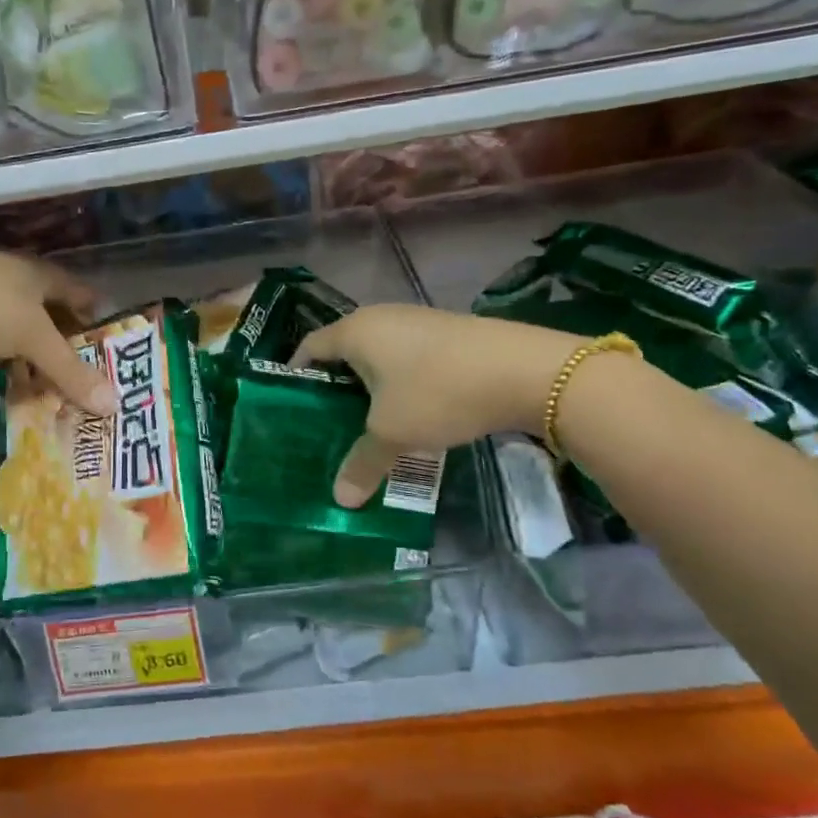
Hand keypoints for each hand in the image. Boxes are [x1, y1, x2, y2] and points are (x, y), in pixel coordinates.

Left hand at [0, 241, 115, 416]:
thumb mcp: (31, 335)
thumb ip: (70, 370)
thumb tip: (115, 405)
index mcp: (40, 276)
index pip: (82, 295)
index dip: (100, 321)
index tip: (118, 354)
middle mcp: (18, 289)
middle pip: (55, 322)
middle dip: (73, 353)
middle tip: (95, 390)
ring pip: (26, 342)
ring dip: (42, 369)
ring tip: (65, 402)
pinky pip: (0, 355)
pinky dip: (13, 373)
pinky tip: (23, 396)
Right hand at [292, 305, 585, 506]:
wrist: (526, 371)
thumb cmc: (439, 393)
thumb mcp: (394, 433)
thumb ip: (362, 463)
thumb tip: (340, 500)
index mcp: (355, 331)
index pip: (309, 347)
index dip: (296, 376)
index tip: (291, 408)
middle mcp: (381, 317)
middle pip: (342, 350)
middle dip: (333, 387)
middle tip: (326, 425)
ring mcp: (417, 321)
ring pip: (378, 355)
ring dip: (369, 386)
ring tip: (366, 423)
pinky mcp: (447, 333)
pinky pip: (407, 357)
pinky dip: (399, 382)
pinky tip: (410, 411)